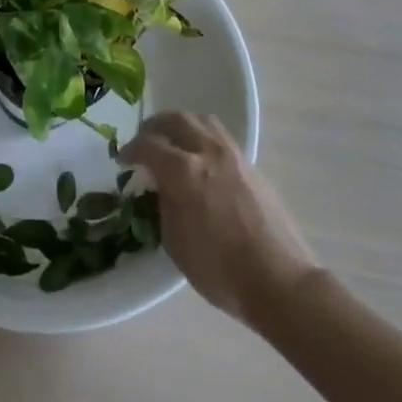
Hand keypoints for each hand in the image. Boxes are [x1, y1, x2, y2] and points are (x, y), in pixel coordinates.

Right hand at [119, 112, 319, 326]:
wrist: (279, 281)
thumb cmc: (220, 270)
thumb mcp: (175, 241)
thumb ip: (164, 204)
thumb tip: (161, 185)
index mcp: (184, 171)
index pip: (149, 145)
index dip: (131, 150)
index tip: (123, 160)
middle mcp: (208, 152)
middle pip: (176, 120)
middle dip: (154, 127)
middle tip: (144, 142)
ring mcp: (234, 155)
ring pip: (202, 120)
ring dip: (181, 125)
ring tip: (172, 143)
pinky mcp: (251, 165)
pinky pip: (220, 136)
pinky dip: (202, 137)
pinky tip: (200, 159)